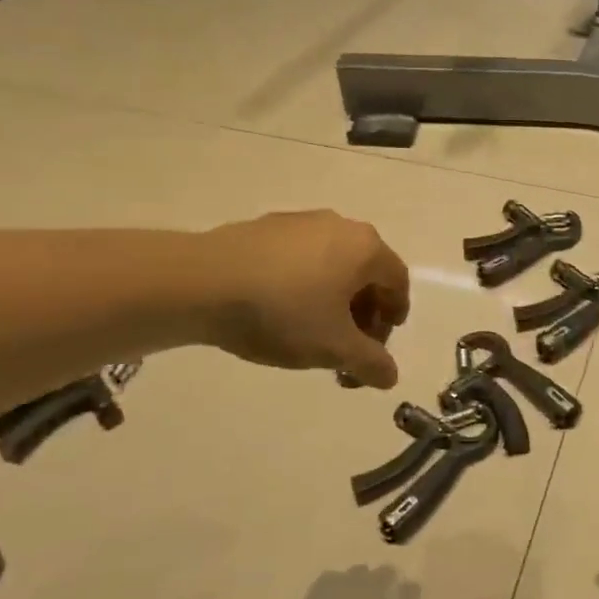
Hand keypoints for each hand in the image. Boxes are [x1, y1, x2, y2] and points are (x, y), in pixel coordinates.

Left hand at [203, 211, 409, 386]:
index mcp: (365, 247)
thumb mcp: (335, 348)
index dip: (394, 316)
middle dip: (363, 314)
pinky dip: (304, 285)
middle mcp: (339, 225)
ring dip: (333, 301)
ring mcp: (299, 223)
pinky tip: (279, 312)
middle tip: (348, 348)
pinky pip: (299, 259)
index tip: (379, 344)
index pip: (398, 281)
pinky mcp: (264, 228)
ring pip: (332, 265)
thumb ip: (371, 363)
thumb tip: (390, 375)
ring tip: (312, 335)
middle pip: (366, 272)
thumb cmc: (283, 313)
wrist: (200, 283)